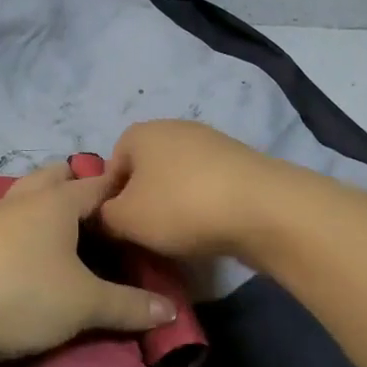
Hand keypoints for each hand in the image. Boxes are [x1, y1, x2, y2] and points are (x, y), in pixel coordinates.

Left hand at [0, 162, 178, 366]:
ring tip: (69, 230)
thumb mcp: (85, 304)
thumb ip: (130, 306)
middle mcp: (23, 200)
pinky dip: (26, 224)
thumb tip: (170, 311)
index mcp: (55, 202)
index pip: (96, 184)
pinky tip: (31, 251)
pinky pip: (9, 219)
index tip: (140, 202)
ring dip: (48, 203)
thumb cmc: (23, 295)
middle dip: (78, 186)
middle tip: (102, 215)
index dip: (120, 190)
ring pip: (27, 195)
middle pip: (55, 176)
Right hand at [96, 120, 287, 260]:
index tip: (118, 229)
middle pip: (144, 173)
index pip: (109, 168)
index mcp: (139, 133)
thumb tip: (103, 217)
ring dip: (173, 207)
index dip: (108, 201)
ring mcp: (210, 143)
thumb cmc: (181, 206)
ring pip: (176, 181)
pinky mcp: (239, 164)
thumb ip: (103, 217)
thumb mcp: (125, 219)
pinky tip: (208, 230)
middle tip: (146, 236)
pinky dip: (202, 207)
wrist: (264, 209)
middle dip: (143, 203)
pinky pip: (206, 187)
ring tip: (179, 238)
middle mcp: (172, 128)